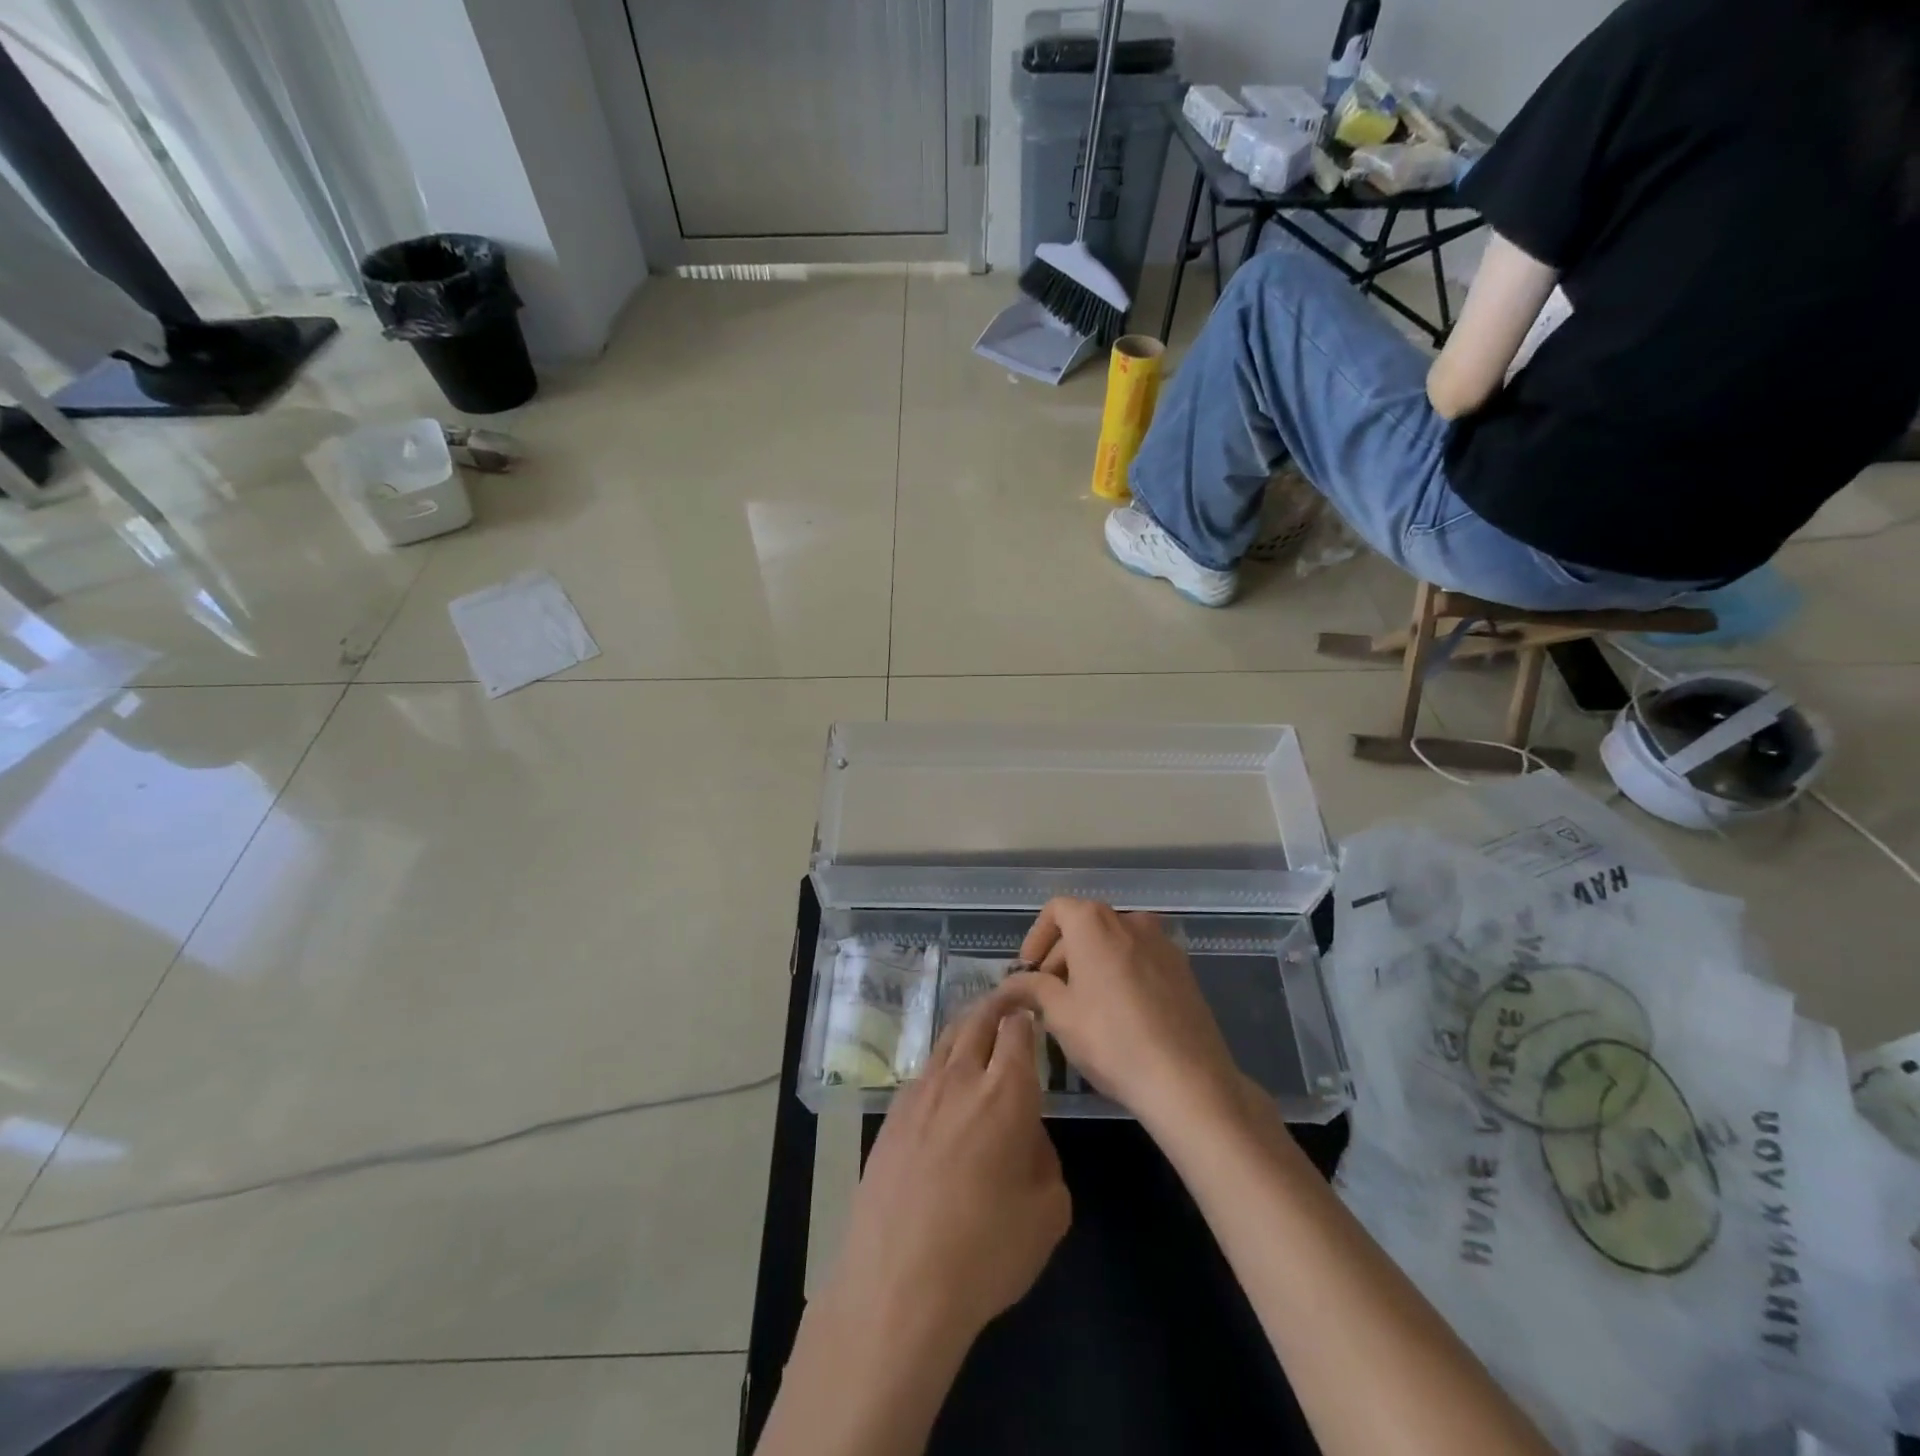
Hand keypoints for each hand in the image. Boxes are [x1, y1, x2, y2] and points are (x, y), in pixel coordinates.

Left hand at [826, 989, 1070, 1352]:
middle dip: (997, 1004)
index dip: (1027, 1015)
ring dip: (967, 1026)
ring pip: (946, 1040)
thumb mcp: (1049, 1212)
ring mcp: (919, 1093)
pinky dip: (942, 1064)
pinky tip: (945, 1085)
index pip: (1018, 1030)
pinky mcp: (891, 1116)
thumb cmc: (986, 1251)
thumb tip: (1026, 1136)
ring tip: (978, 1028)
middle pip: (978, 1020)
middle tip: (1010, 1000)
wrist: (898, 1283)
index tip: (1034, 1011)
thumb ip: (1046, 1158)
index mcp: (1006, 1091)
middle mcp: (961, 1078)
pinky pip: (923, 1073)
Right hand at [1005, 898, 1242, 1132]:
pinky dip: (1122, 975)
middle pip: (1085, 925)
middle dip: (1062, 957)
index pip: (1056, 910)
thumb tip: (1009, 984)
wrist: (1188, 1079)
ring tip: (1083, 1008)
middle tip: (1049, 998)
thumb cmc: (1111, 1039)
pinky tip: (1120, 1016)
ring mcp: (1162, 943)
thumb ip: (1031, 988)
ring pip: (1114, 944)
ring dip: (1092, 966)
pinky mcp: (1184, 969)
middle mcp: (1129, 920)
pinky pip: (1141, 961)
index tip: (1028, 973)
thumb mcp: (1059, 1014)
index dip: (1036, 938)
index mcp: (1094, 922)